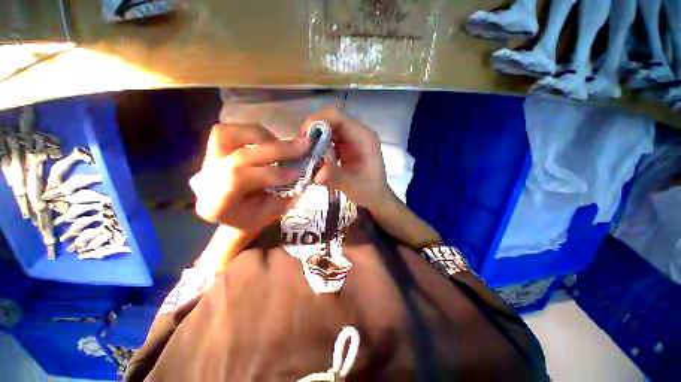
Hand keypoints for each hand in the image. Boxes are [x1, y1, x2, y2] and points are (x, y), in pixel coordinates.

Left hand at [189, 123, 308, 237]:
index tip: (297, 172)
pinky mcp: (212, 150)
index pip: (238, 179)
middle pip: (238, 156)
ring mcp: (204, 162)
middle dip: (276, 150)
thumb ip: (287, 190)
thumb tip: (303, 167)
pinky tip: (269, 142)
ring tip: (282, 145)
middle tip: (304, 146)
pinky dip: (253, 133)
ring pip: (226, 135)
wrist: (236, 214)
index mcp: (216, 205)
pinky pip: (229, 131)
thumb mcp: (275, 211)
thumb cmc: (257, 216)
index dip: (271, 173)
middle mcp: (204, 181)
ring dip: (262, 136)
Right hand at [306, 109, 390, 208]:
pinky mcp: (344, 147)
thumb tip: (316, 174)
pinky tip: (313, 159)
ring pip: (327, 130)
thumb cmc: (369, 190)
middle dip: (313, 131)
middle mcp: (356, 133)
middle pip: (330, 121)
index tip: (303, 137)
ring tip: (304, 154)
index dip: (318, 121)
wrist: (375, 197)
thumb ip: (335, 177)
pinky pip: (328, 140)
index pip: (338, 117)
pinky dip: (318, 147)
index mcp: (363, 137)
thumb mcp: (352, 185)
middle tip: (300, 148)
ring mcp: (350, 140)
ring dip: (314, 140)